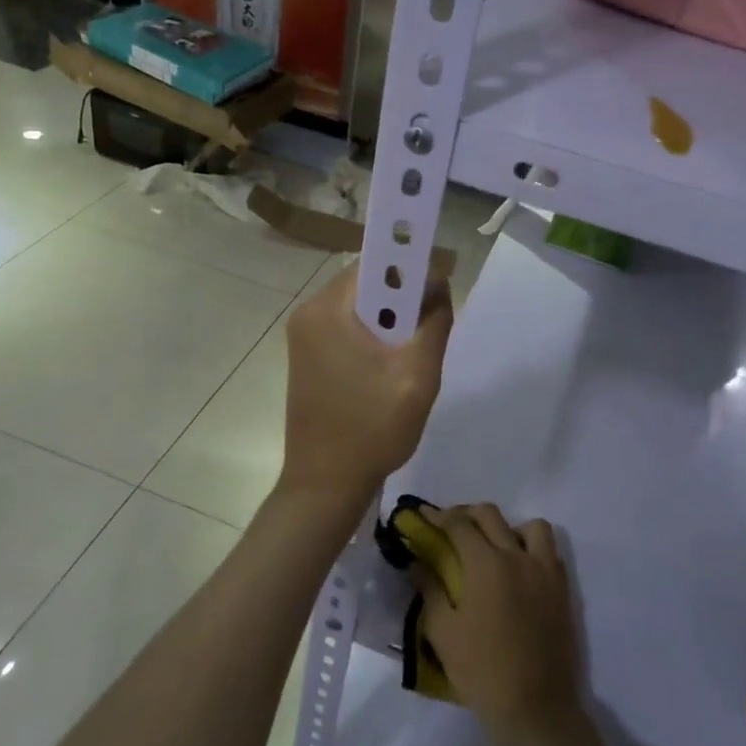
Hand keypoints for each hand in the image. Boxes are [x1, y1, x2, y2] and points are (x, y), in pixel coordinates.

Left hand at [280, 260, 453, 504]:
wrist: (324, 483)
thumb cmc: (372, 428)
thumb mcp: (417, 375)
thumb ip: (434, 322)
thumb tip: (439, 285)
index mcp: (329, 309)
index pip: (377, 262)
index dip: (413, 264)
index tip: (441, 282)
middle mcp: (310, 313)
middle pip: (367, 283)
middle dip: (404, 296)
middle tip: (429, 327)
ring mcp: (304, 336)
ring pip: (359, 306)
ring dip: (390, 318)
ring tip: (412, 352)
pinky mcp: (307, 356)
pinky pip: (347, 327)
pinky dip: (373, 335)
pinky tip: (389, 365)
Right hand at [417, 504, 583, 744]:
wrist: (534, 707)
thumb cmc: (481, 671)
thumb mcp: (443, 632)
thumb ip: (431, 590)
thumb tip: (420, 563)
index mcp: (486, 564)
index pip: (459, 525)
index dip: (438, 516)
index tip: (424, 515)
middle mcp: (518, 557)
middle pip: (491, 515)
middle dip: (467, 514)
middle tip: (451, 527)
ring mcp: (545, 571)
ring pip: (531, 526)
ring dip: (509, 528)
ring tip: (494, 546)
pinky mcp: (562, 589)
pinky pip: (549, 552)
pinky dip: (532, 548)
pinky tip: (519, 569)